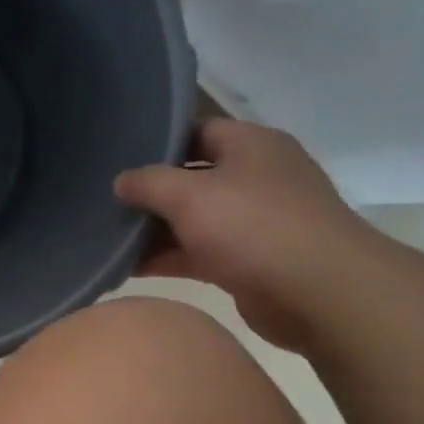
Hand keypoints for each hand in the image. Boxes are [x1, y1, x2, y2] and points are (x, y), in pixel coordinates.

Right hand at [114, 115, 378, 351]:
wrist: (317, 291)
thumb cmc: (252, 226)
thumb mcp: (189, 195)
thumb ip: (148, 183)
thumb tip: (121, 180)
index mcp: (252, 145)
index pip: (199, 132)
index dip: (159, 144)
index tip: (119, 159)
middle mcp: (256, 178)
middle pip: (192, 179)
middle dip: (151, 194)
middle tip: (106, 203)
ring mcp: (254, 222)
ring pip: (193, 220)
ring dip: (155, 231)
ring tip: (108, 239)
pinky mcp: (248, 261)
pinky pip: (198, 253)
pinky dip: (168, 259)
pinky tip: (128, 268)